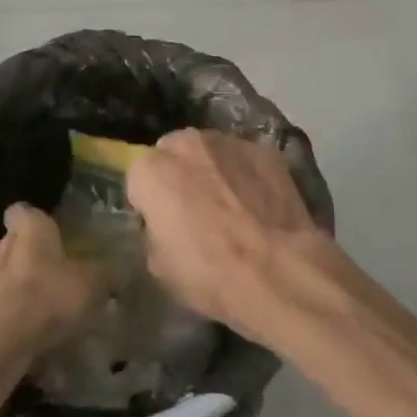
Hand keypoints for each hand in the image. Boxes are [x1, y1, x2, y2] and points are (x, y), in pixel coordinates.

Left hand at [0, 204, 100, 367]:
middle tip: (53, 276)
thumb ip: (103, 274)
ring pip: (1, 277)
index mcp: (28, 228)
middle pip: (12, 244)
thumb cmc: (47, 297)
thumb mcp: (92, 284)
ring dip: (16, 289)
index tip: (53, 234)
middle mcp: (0, 245)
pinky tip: (27, 337)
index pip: (24, 211)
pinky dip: (8, 318)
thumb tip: (115, 271)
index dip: (37, 220)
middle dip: (29, 257)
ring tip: (40, 310)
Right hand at [126, 129, 337, 343]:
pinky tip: (260, 204)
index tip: (163, 223)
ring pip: (212, 152)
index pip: (139, 177)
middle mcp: (187, 144)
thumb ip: (155, 230)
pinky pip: (246, 160)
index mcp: (151, 170)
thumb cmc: (208, 274)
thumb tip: (167, 224)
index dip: (151, 201)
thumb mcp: (159, 265)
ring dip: (215, 170)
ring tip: (233, 206)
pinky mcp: (266, 151)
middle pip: (175, 153)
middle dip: (181, 174)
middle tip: (196, 210)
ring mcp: (230, 143)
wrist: (276, 271)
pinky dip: (249, 175)